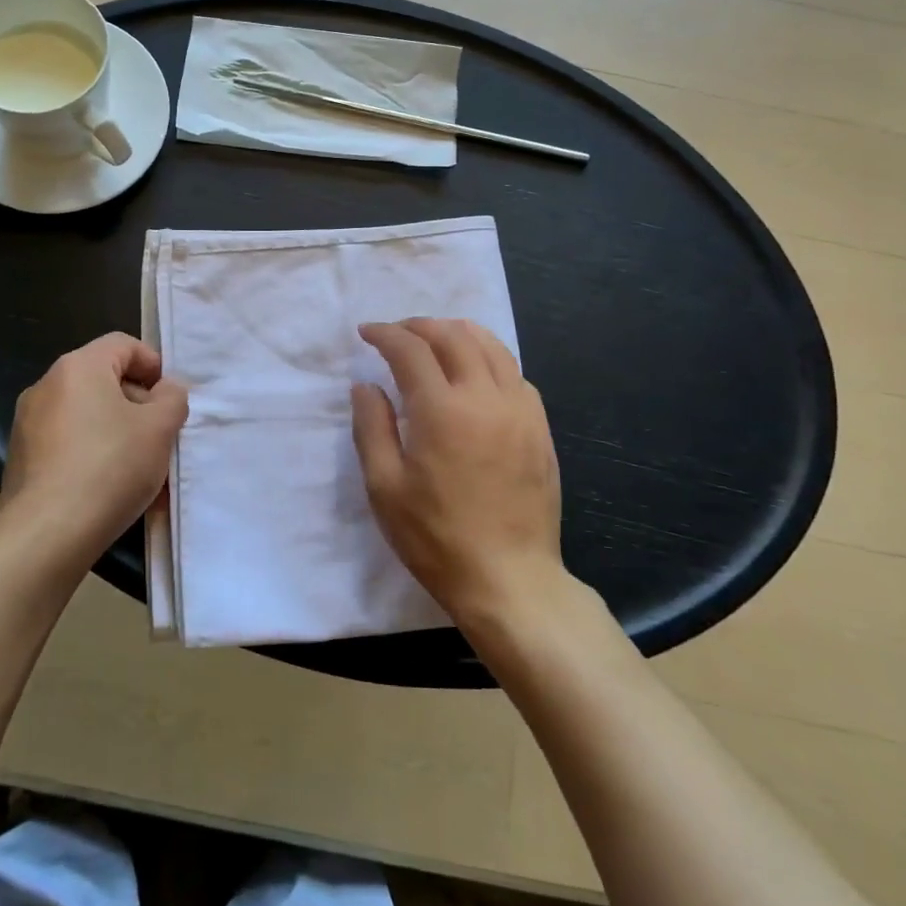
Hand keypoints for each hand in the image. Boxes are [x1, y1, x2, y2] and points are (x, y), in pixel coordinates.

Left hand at [0, 334, 187, 568]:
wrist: (45, 536)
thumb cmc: (109, 468)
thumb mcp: (159, 428)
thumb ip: (172, 398)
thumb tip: (165, 391)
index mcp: (78, 367)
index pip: (123, 344)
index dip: (154, 364)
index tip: (171, 399)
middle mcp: (46, 386)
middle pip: (105, 380)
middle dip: (139, 405)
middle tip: (163, 436)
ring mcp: (28, 424)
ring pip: (89, 416)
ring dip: (120, 434)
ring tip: (144, 470)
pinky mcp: (22, 459)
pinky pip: (70, 444)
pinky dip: (95, 456)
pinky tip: (114, 489)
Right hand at [351, 319, 564, 624]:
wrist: (509, 579)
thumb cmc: (436, 538)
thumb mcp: (385, 487)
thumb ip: (371, 427)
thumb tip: (366, 385)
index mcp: (442, 410)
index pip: (410, 349)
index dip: (385, 334)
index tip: (366, 333)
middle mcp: (485, 397)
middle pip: (454, 336)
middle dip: (420, 326)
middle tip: (397, 334)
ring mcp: (520, 410)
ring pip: (492, 346)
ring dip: (458, 333)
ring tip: (435, 340)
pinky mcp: (540, 428)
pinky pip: (515, 373)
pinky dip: (489, 359)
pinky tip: (476, 375)